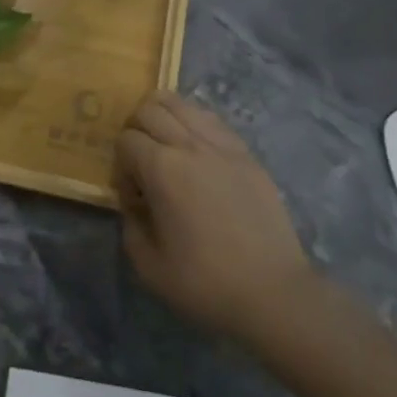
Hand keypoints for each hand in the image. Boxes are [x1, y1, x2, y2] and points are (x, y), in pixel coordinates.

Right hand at [115, 91, 316, 346]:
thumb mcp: (150, 267)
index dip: (122, 167)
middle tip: (142, 164)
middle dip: (136, 131)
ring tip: (167, 149)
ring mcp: (222, 144)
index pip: (126, 140)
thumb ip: (131, 227)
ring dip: (164, 118)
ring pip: (181, 103)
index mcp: (162, 168)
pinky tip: (197, 155)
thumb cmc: (207, 283)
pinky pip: (211, 120)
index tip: (134, 198)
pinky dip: (194, 125)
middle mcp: (190, 144)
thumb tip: (135, 205)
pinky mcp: (246, 153)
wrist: (274, 293)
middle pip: (150, 109)